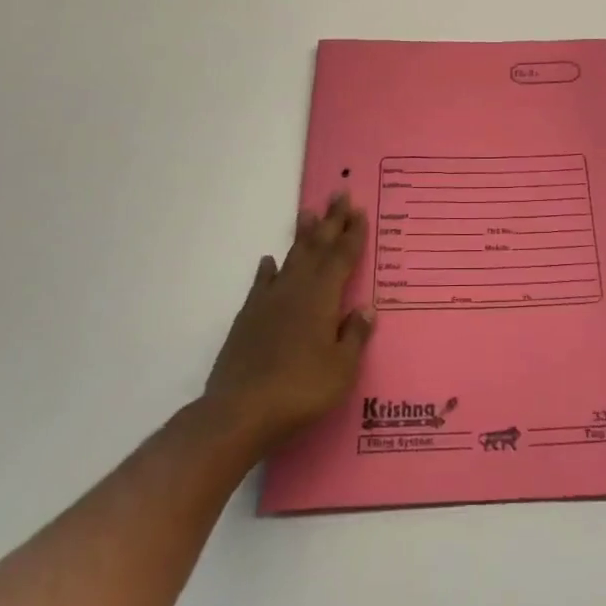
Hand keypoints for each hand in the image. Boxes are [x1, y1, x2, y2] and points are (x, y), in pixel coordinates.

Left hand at [205, 194, 376, 456]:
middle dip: (330, 221)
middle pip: (317, 247)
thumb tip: (365, 308)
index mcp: (323, 297)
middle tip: (338, 193)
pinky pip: (262, 283)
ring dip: (302, 236)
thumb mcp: (341, 369)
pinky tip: (269, 262)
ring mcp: (269, 301)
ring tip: (307, 213)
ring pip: (291, 258)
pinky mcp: (247, 318)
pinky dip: (268, 270)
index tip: (359, 210)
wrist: (240, 411)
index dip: (352, 233)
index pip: (343, 257)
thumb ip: (354, 336)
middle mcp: (297, 289)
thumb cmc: (300, 390)